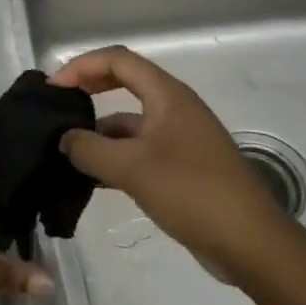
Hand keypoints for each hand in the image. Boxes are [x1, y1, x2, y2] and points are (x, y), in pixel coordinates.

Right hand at [51, 45, 292, 279]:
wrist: (251, 244)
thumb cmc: (192, 192)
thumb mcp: (132, 168)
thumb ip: (90, 149)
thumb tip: (65, 139)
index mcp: (167, 95)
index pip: (118, 60)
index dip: (81, 66)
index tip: (54, 88)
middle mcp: (174, 108)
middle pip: (124, 83)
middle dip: (89, 90)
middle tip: (57, 106)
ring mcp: (180, 139)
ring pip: (130, 122)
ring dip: (99, 131)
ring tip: (66, 151)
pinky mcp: (182, 168)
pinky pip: (139, 150)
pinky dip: (115, 157)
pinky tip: (92, 178)